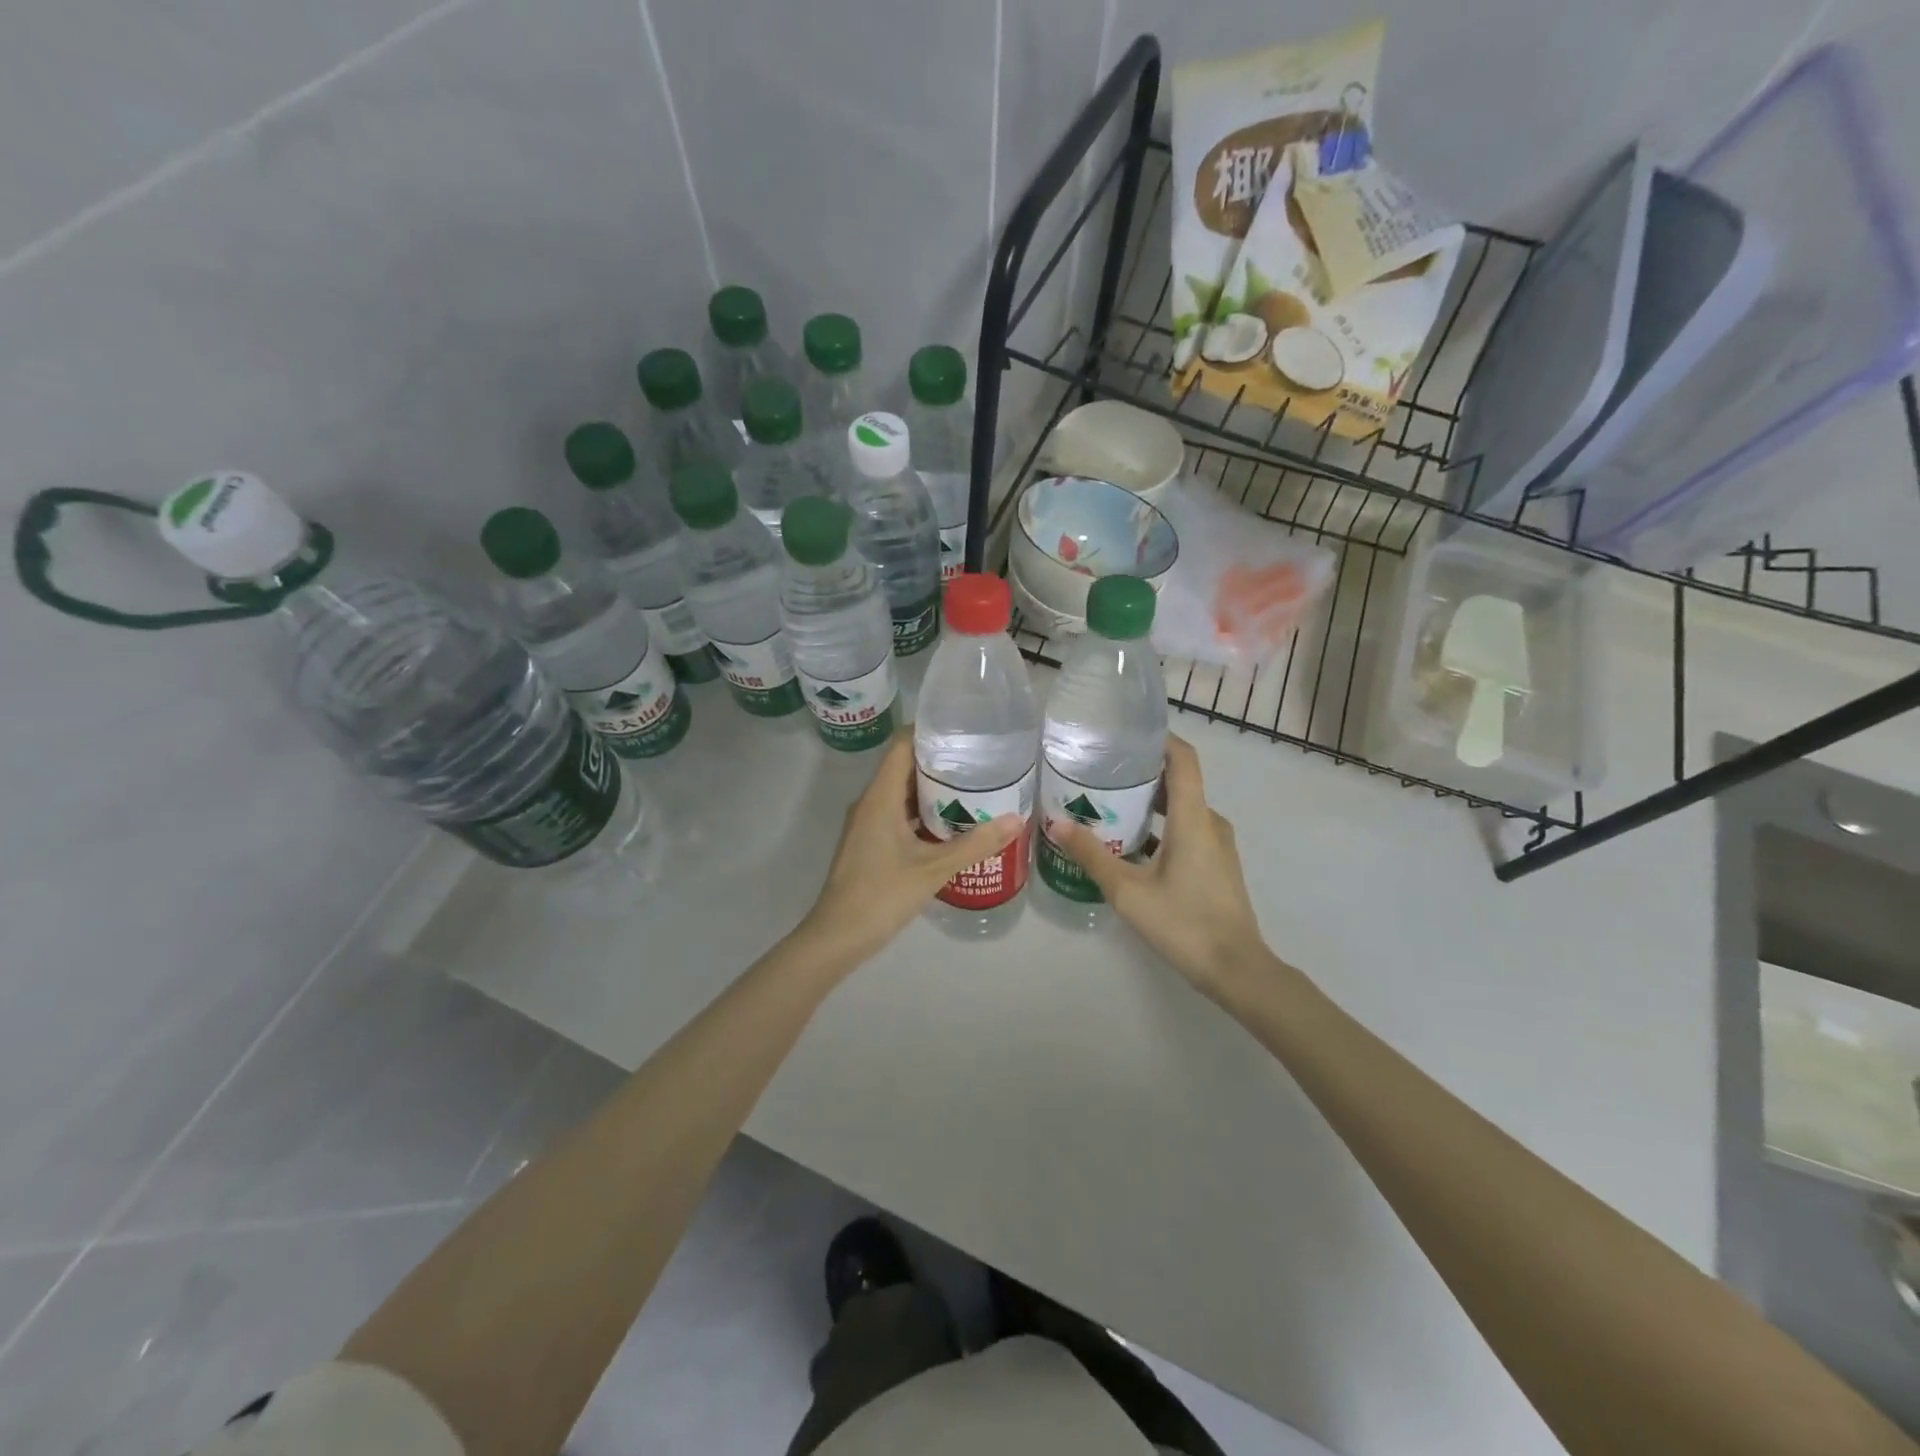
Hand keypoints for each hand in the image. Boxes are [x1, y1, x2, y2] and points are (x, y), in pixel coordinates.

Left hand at [795, 735, 1021, 967]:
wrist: (837, 936)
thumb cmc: (882, 894)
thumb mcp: (934, 868)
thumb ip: (975, 843)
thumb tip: (1016, 819)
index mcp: (880, 796)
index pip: (902, 744)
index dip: (929, 730)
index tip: (963, 728)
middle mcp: (870, 802)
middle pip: (903, 765)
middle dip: (938, 759)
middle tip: (978, 757)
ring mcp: (867, 823)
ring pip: (901, 792)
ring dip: (931, 787)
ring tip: (972, 785)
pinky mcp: (869, 842)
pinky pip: (897, 813)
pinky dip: (922, 811)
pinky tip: (949, 822)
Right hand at [1054, 735, 1268, 998]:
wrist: (1236, 969)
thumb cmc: (1183, 923)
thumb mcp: (1128, 890)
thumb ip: (1092, 854)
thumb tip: (1056, 822)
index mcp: (1193, 817)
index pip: (1183, 758)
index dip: (1158, 738)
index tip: (1124, 733)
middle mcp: (1209, 821)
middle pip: (1177, 781)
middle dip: (1140, 772)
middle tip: (1099, 771)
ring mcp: (1216, 844)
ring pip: (1181, 808)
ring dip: (1148, 802)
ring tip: (1107, 804)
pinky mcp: (1215, 864)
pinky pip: (1186, 830)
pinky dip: (1160, 827)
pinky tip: (1128, 843)